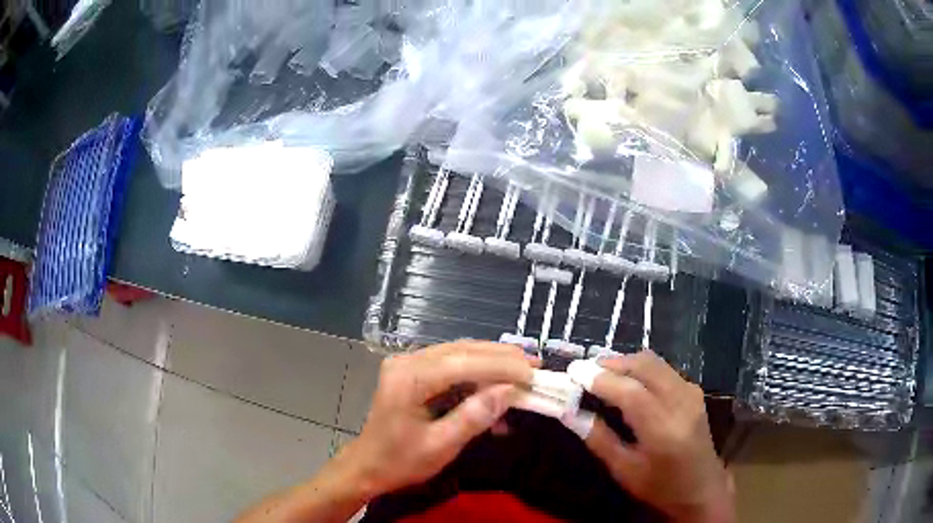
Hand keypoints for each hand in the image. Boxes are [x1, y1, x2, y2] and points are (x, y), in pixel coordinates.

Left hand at [338, 341, 535, 496]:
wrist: (368, 466)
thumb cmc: (400, 461)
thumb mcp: (440, 446)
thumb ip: (474, 417)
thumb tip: (510, 391)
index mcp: (409, 378)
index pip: (462, 362)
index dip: (501, 366)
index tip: (533, 373)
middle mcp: (408, 361)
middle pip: (463, 350)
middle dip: (501, 357)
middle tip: (535, 365)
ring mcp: (410, 364)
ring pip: (461, 354)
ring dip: (493, 363)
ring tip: (524, 372)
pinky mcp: (415, 372)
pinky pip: (453, 366)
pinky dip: (478, 376)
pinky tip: (497, 390)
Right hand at [569, 351, 734, 522]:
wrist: (702, 487)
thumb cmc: (660, 486)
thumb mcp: (624, 470)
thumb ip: (598, 439)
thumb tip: (569, 412)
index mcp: (663, 429)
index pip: (630, 392)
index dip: (600, 379)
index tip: (573, 371)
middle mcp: (681, 402)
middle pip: (644, 366)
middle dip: (612, 363)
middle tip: (584, 370)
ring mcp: (691, 392)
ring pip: (654, 362)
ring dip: (626, 363)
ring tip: (601, 374)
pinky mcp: (694, 390)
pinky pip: (663, 368)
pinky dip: (640, 368)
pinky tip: (627, 381)